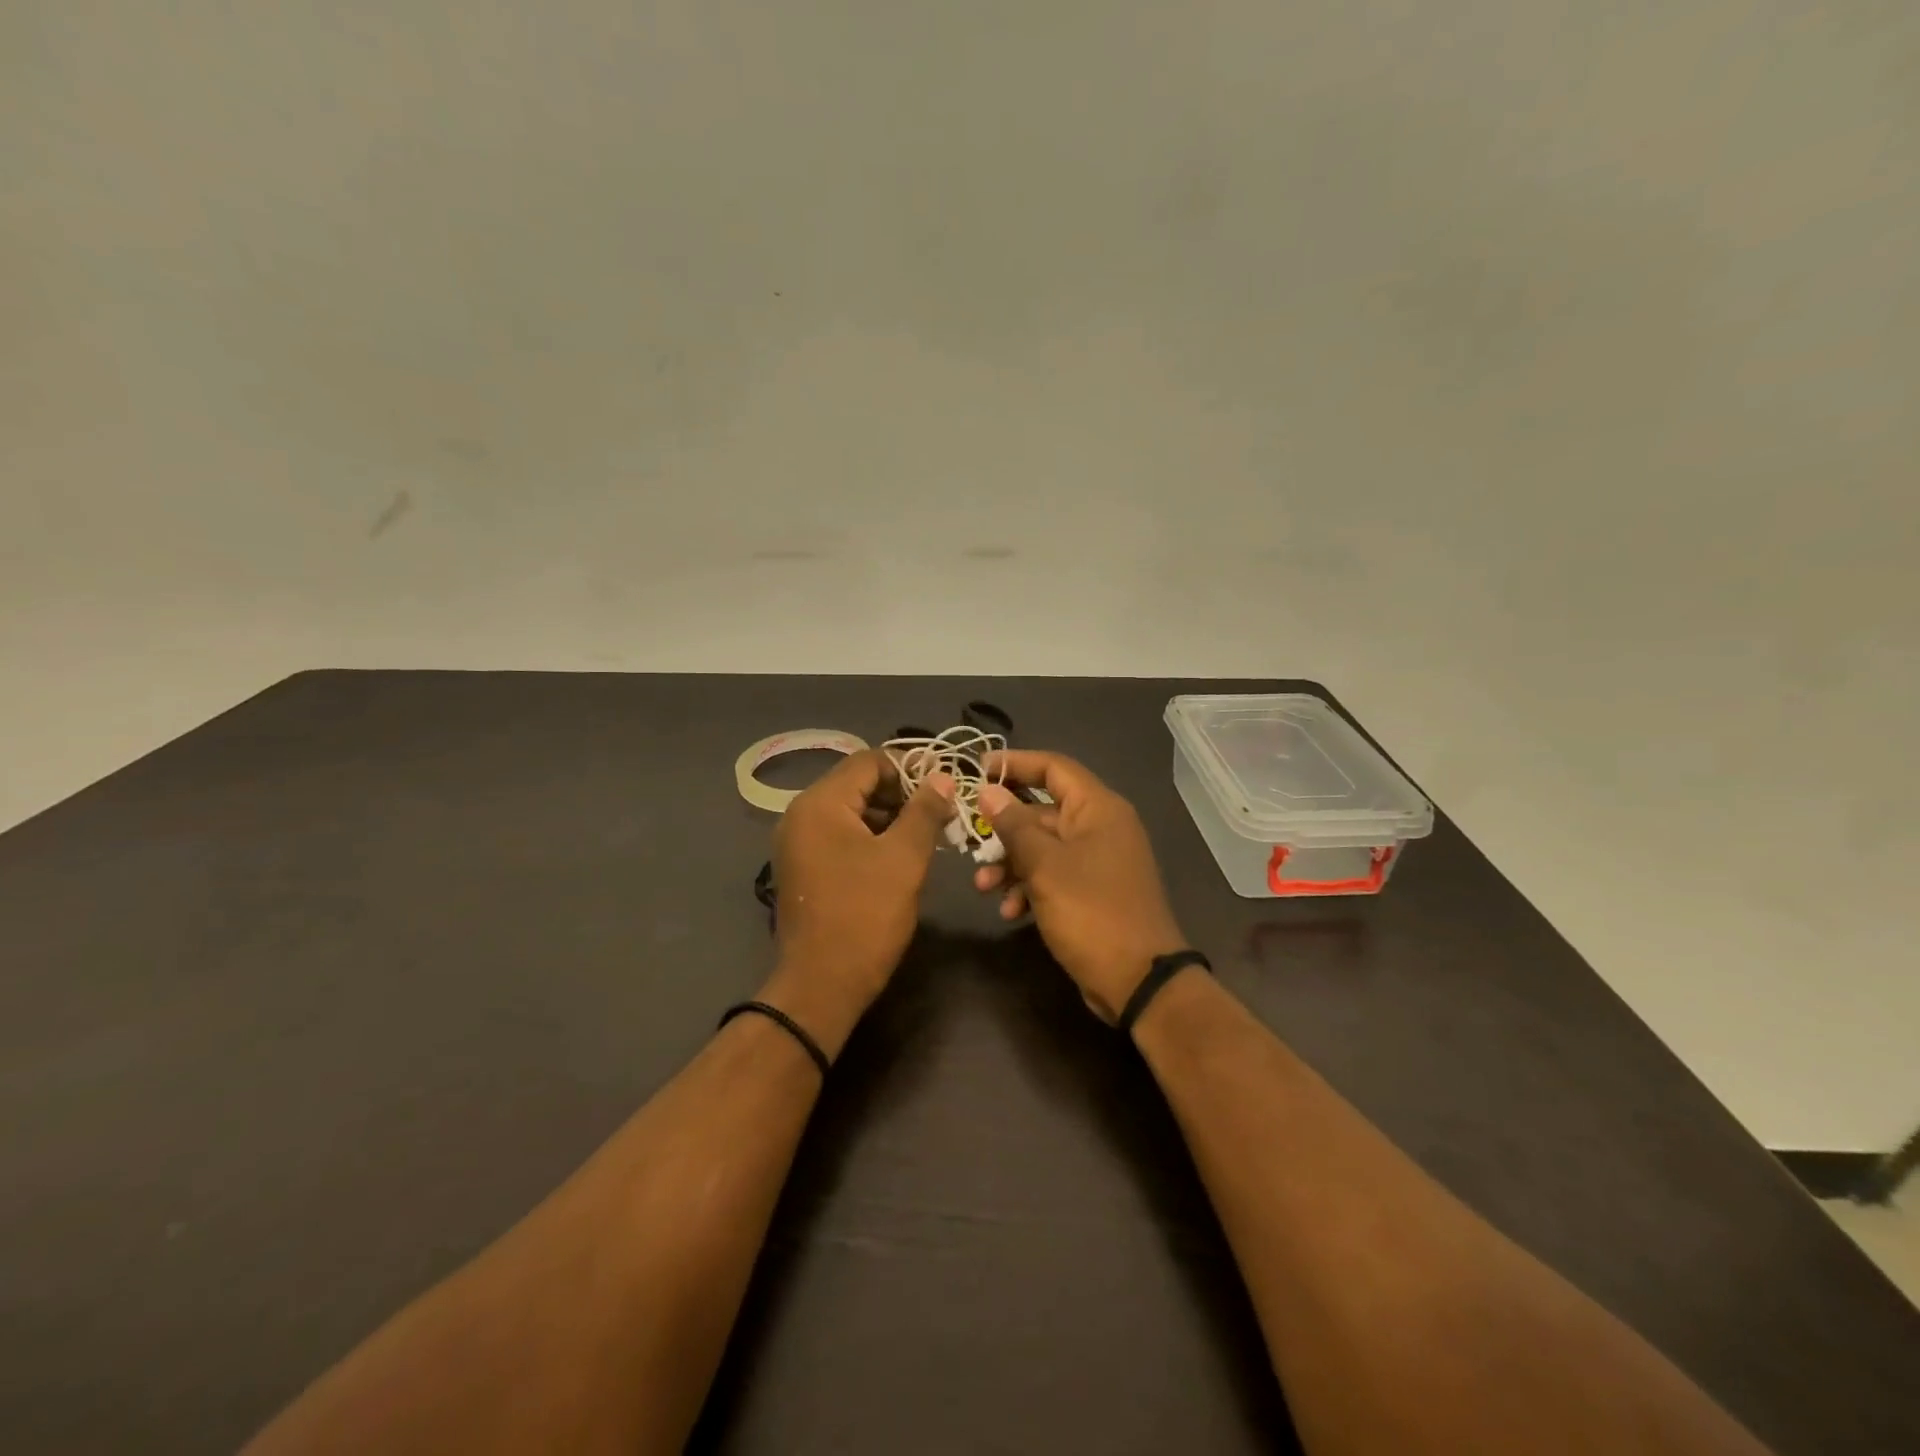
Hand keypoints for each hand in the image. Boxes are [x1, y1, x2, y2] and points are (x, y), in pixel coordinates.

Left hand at [761, 750, 954, 1053]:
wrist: (821, 985)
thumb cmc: (865, 916)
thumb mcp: (904, 858)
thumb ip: (924, 811)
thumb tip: (942, 777)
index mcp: (820, 803)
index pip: (870, 761)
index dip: (911, 768)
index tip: (944, 786)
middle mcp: (801, 814)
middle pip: (858, 783)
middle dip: (902, 793)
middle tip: (940, 813)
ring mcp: (798, 842)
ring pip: (851, 810)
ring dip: (889, 816)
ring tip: (927, 834)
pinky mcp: (803, 866)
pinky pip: (840, 834)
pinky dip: (871, 836)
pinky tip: (900, 855)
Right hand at [973, 750, 1186, 1021]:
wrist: (1138, 980)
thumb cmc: (1091, 912)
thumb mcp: (1045, 866)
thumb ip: (1014, 825)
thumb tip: (987, 792)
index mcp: (1098, 808)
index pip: (1054, 767)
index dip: (1015, 763)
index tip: (978, 769)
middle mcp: (1101, 827)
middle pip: (1043, 810)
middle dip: (1004, 828)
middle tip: (970, 840)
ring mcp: (1098, 861)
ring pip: (1044, 847)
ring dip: (1011, 863)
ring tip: (984, 886)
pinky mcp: (1093, 891)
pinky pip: (1054, 875)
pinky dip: (1030, 887)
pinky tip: (1011, 911)